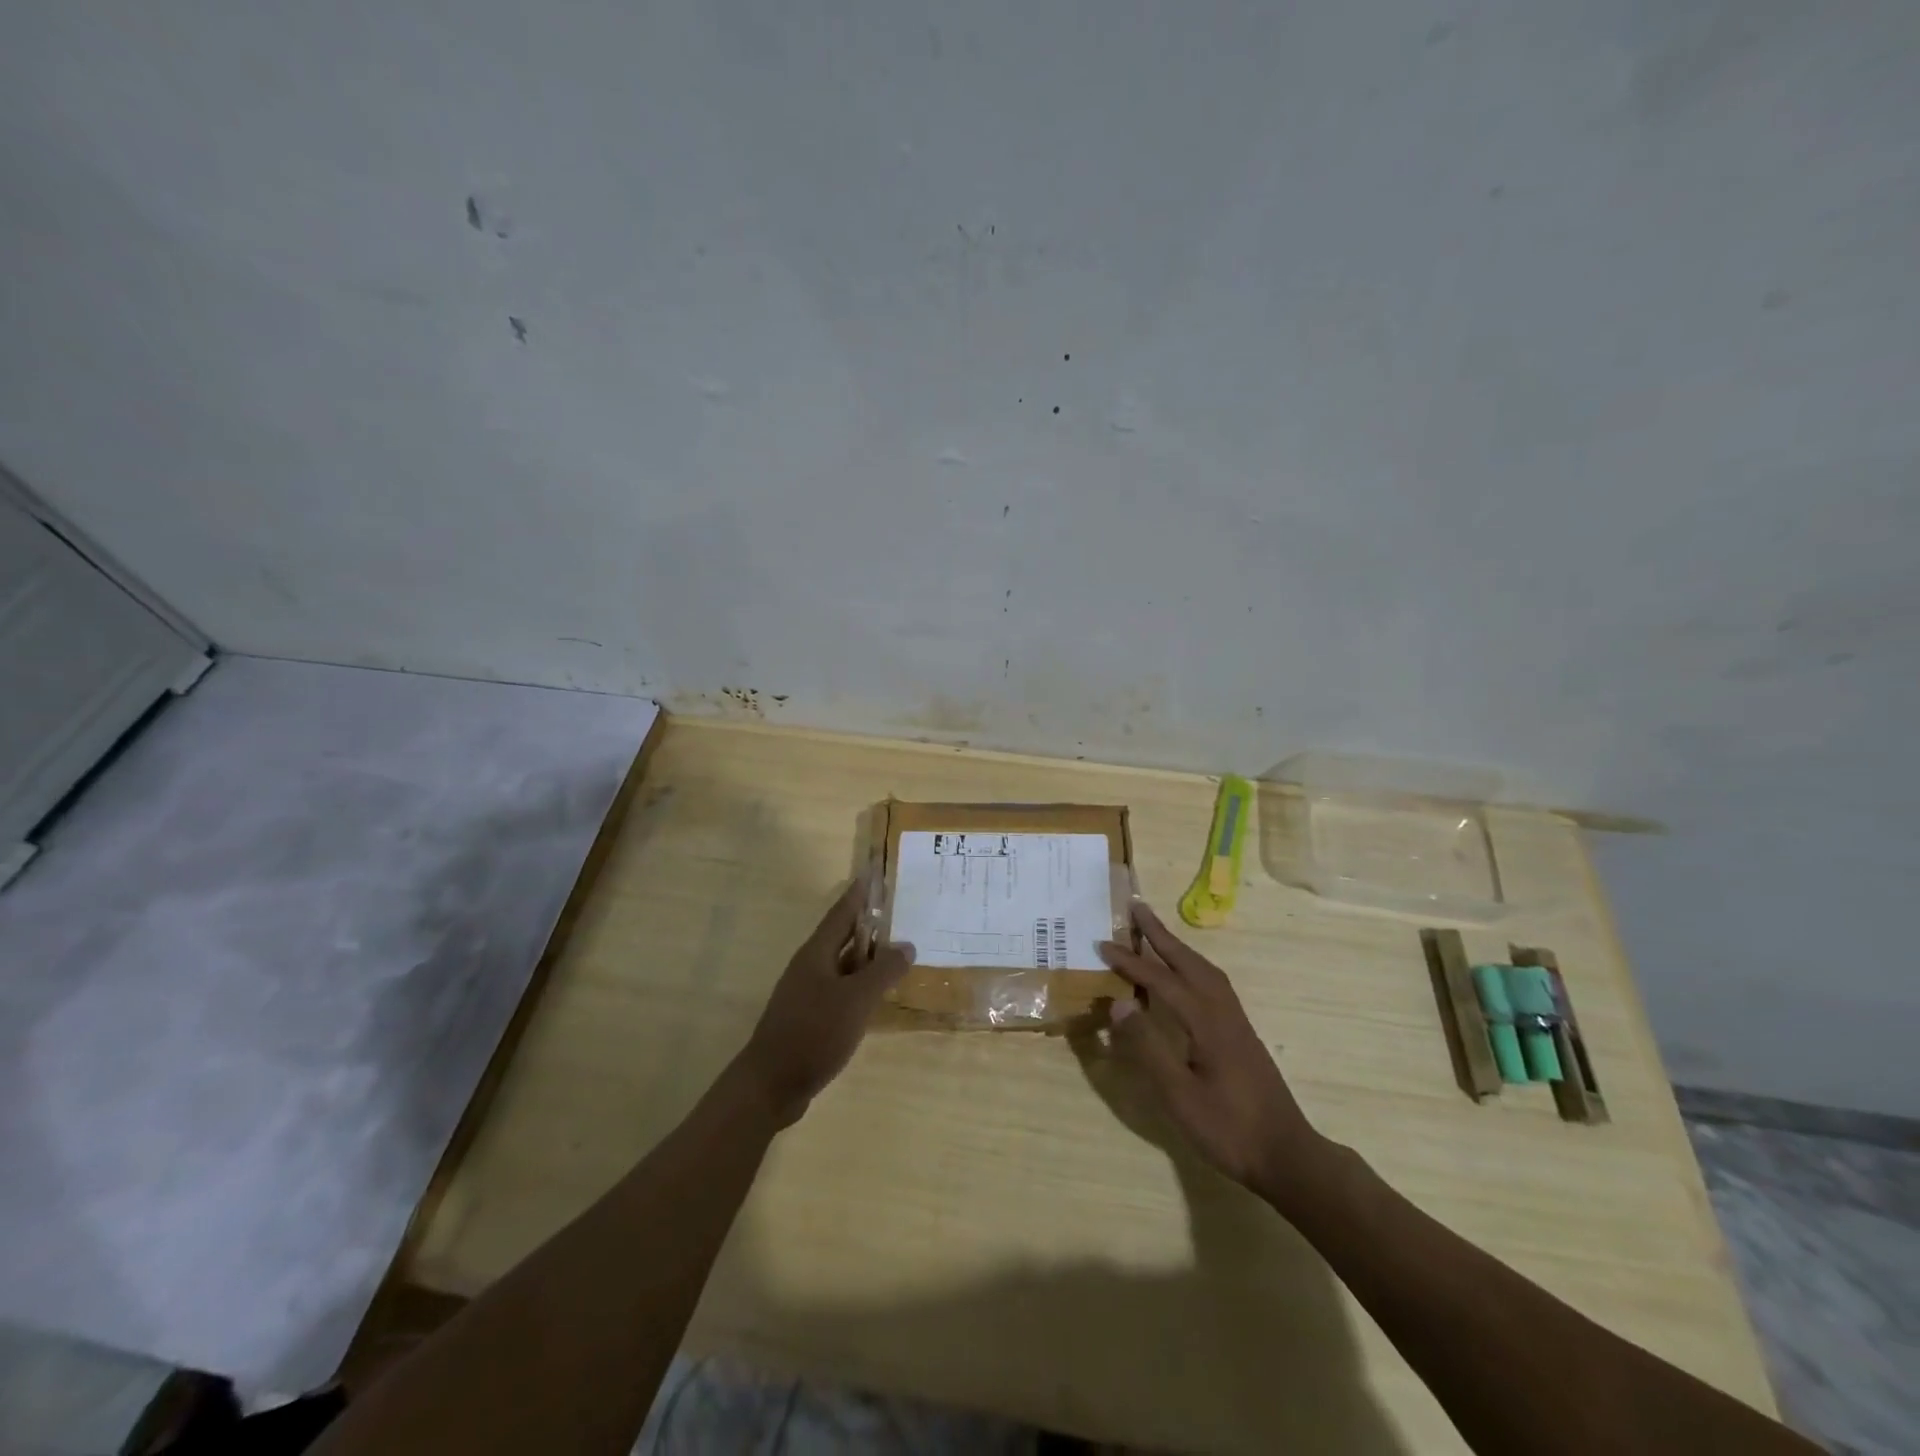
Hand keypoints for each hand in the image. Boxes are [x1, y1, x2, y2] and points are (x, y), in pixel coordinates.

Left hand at [736, 881, 912, 1125]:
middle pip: (843, 937)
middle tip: (897, 911)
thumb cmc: (813, 1032)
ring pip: (843, 966)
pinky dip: (861, 986)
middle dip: (868, 924)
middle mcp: (810, 967)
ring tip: (897, 951)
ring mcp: (808, 994)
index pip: (842, 913)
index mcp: (817, 954)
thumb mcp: (856, 999)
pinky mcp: (810, 1019)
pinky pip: (841, 991)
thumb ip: (883, 971)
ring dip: (867, 958)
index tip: (873, 872)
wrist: (771, 1085)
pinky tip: (877, 996)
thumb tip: (906, 945)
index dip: (859, 893)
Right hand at [1098, 901, 1323, 1199]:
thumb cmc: (1228, 1129)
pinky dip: (1192, 966)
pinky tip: (1184, 976)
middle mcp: (1224, 1012)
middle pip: (1189, 962)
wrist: (1287, 1155)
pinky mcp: (1241, 1033)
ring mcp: (1236, 1022)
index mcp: (1207, 1022)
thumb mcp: (1179, 1095)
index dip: (1132, 962)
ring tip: (1155, 933)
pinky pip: (1213, 984)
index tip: (1103, 944)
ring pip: (1205, 970)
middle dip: (1161, 935)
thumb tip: (1120, 1002)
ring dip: (1178, 948)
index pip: (1163, 981)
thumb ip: (1148, 1047)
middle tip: (1136, 908)